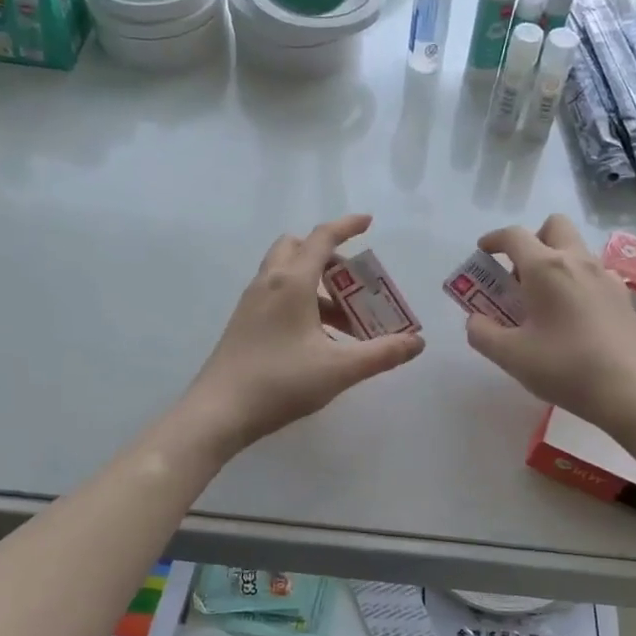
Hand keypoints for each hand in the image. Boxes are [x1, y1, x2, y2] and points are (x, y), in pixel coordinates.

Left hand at [182, 215, 425, 453]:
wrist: (218, 412)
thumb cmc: (280, 383)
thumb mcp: (339, 369)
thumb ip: (382, 354)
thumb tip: (417, 343)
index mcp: (291, 283)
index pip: (322, 239)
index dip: (346, 226)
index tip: (368, 222)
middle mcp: (268, 283)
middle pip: (297, 248)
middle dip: (328, 256)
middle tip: (353, 283)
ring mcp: (251, 303)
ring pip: (286, 274)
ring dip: (316, 285)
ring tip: (344, 323)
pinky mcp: (243, 323)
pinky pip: (276, 295)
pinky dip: (300, 301)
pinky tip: (316, 340)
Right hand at [465, 215, 635, 432]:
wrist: (632, 391)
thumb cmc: (566, 368)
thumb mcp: (511, 356)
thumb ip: (483, 333)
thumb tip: (476, 320)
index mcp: (546, 268)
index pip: (514, 236)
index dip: (494, 239)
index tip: (483, 252)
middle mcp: (578, 261)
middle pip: (554, 227)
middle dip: (532, 241)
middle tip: (519, 276)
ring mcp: (606, 277)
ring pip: (576, 250)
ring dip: (555, 263)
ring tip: (543, 303)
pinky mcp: (624, 298)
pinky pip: (594, 275)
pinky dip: (576, 283)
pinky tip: (572, 318)